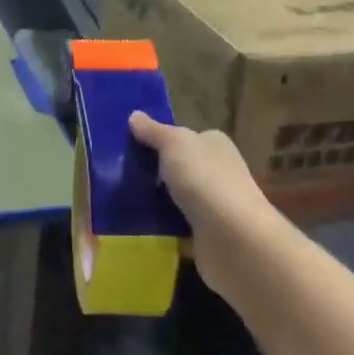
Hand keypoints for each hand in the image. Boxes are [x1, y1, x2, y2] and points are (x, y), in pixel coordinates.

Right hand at [129, 113, 281, 286]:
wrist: (233, 239)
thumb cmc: (204, 179)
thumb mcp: (174, 144)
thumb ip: (154, 131)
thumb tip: (134, 116)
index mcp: (215, 145)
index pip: (187, 138)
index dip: (161, 140)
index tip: (131, 146)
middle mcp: (219, 172)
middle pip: (181, 168)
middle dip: (155, 173)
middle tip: (120, 175)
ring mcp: (215, 206)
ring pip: (178, 199)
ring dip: (156, 202)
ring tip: (122, 201)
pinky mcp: (208, 236)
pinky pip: (178, 228)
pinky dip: (162, 229)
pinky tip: (139, 227)